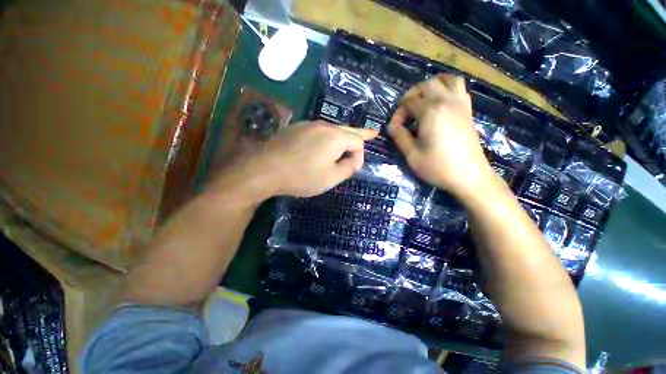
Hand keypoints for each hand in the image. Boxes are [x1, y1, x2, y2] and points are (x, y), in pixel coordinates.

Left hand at [209, 121, 377, 200]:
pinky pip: (318, 131)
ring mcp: (308, 125)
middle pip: (348, 129)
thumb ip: (348, 167)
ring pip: (333, 130)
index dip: (361, 155)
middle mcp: (324, 126)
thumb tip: (355, 158)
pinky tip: (323, 146)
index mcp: (336, 137)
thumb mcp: (331, 178)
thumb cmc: (302, 176)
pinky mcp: (296, 128)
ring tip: (348, 141)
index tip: (355, 168)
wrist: (265, 169)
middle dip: (361, 133)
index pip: (358, 141)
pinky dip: (326, 138)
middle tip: (372, 133)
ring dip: (342, 137)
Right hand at [387, 74, 495, 197]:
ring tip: (423, 99)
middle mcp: (447, 101)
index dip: (398, 113)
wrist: (469, 176)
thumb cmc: (437, 167)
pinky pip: (459, 88)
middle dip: (412, 94)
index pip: (409, 102)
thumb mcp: (411, 155)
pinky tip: (440, 102)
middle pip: (427, 84)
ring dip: (432, 85)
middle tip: (405, 110)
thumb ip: (399, 136)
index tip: (394, 127)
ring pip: (447, 80)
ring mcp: (461, 104)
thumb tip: (392, 125)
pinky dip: (447, 88)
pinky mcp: (468, 111)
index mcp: (431, 111)